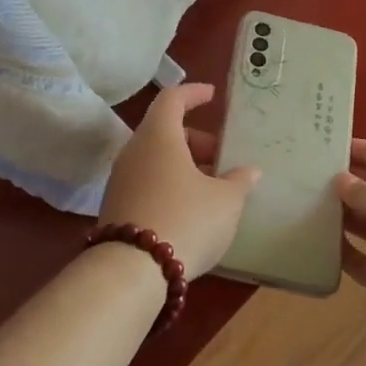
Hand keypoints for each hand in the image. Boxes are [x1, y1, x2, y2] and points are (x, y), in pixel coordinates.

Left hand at [98, 84, 258, 278]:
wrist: (131, 271)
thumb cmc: (186, 219)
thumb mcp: (225, 201)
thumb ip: (239, 181)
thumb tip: (249, 171)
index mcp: (159, 136)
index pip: (172, 99)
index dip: (193, 93)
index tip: (211, 96)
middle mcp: (134, 151)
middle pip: (164, 131)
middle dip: (196, 140)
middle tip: (223, 157)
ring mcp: (121, 180)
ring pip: (155, 159)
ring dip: (184, 165)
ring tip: (212, 188)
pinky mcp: (116, 207)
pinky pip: (147, 182)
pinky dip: (169, 184)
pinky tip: (191, 209)